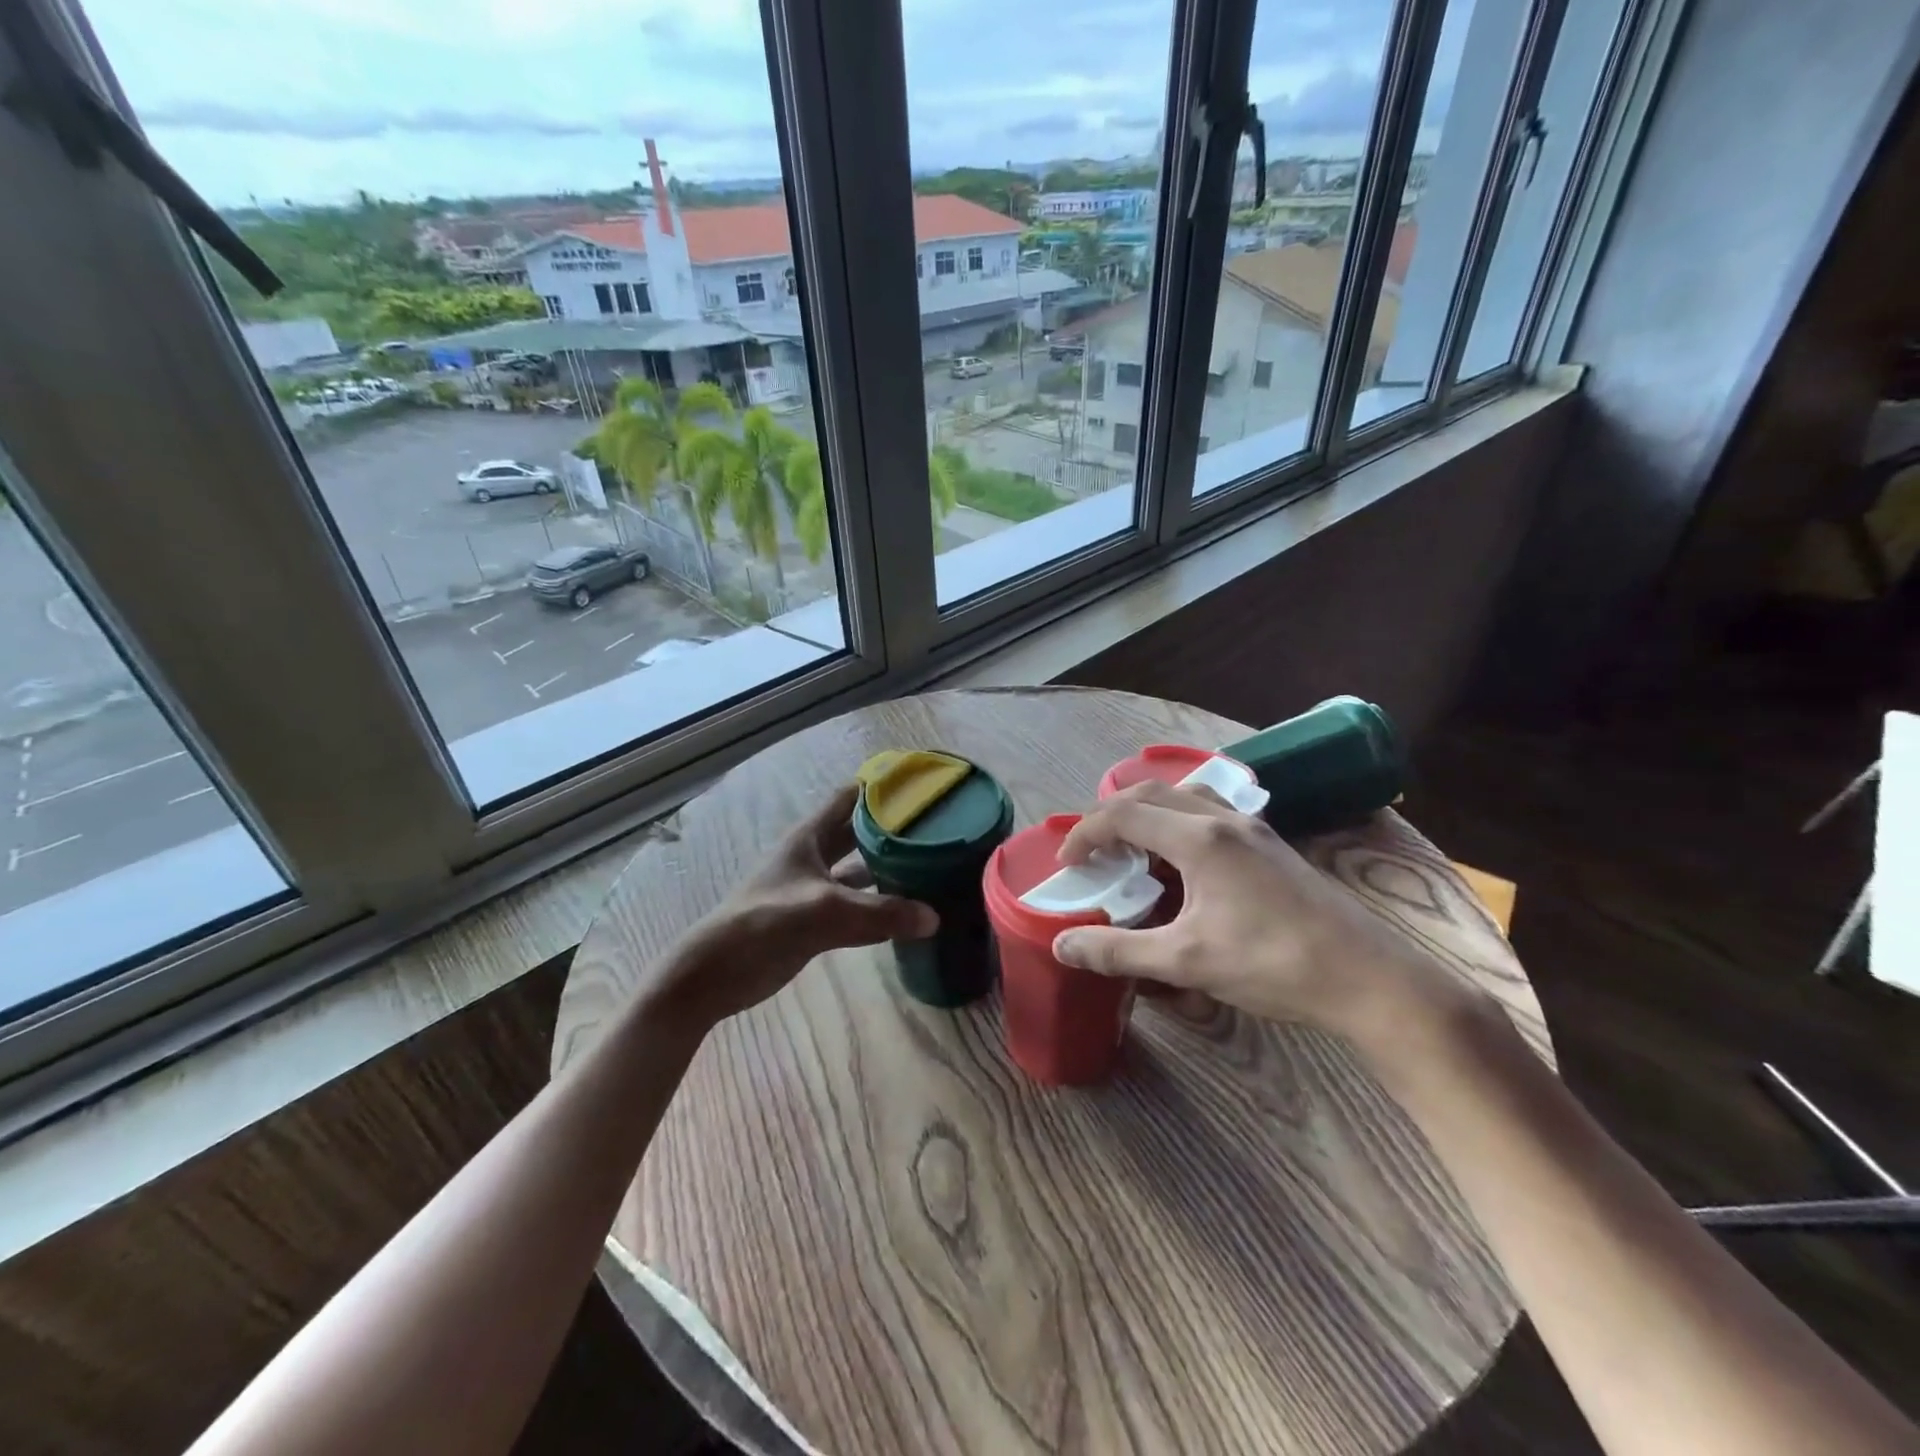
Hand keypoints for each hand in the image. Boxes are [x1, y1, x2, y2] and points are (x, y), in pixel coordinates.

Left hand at [642, 785, 938, 1034]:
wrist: (716, 973)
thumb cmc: (765, 924)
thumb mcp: (825, 912)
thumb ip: (880, 913)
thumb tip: (934, 918)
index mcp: (810, 836)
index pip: (851, 797)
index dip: (882, 788)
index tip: (921, 785)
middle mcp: (815, 855)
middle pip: (860, 832)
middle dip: (893, 828)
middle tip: (938, 827)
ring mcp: (816, 888)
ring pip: (860, 870)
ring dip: (889, 867)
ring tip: (932, 865)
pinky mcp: (817, 920)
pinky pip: (857, 905)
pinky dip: (880, 905)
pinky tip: (909, 911)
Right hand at [1052, 781, 1456, 1040]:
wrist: (1368, 978)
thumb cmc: (1273, 964)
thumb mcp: (1187, 962)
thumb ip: (1119, 950)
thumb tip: (1063, 945)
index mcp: (1199, 838)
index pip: (1124, 815)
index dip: (1086, 833)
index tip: (1067, 863)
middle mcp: (1224, 819)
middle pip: (1151, 795)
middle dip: (1111, 816)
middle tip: (1092, 852)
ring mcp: (1253, 828)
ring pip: (1185, 797)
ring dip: (1149, 814)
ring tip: (1133, 850)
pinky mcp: (1271, 845)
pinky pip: (1210, 813)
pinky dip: (1178, 823)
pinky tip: (1184, 863)